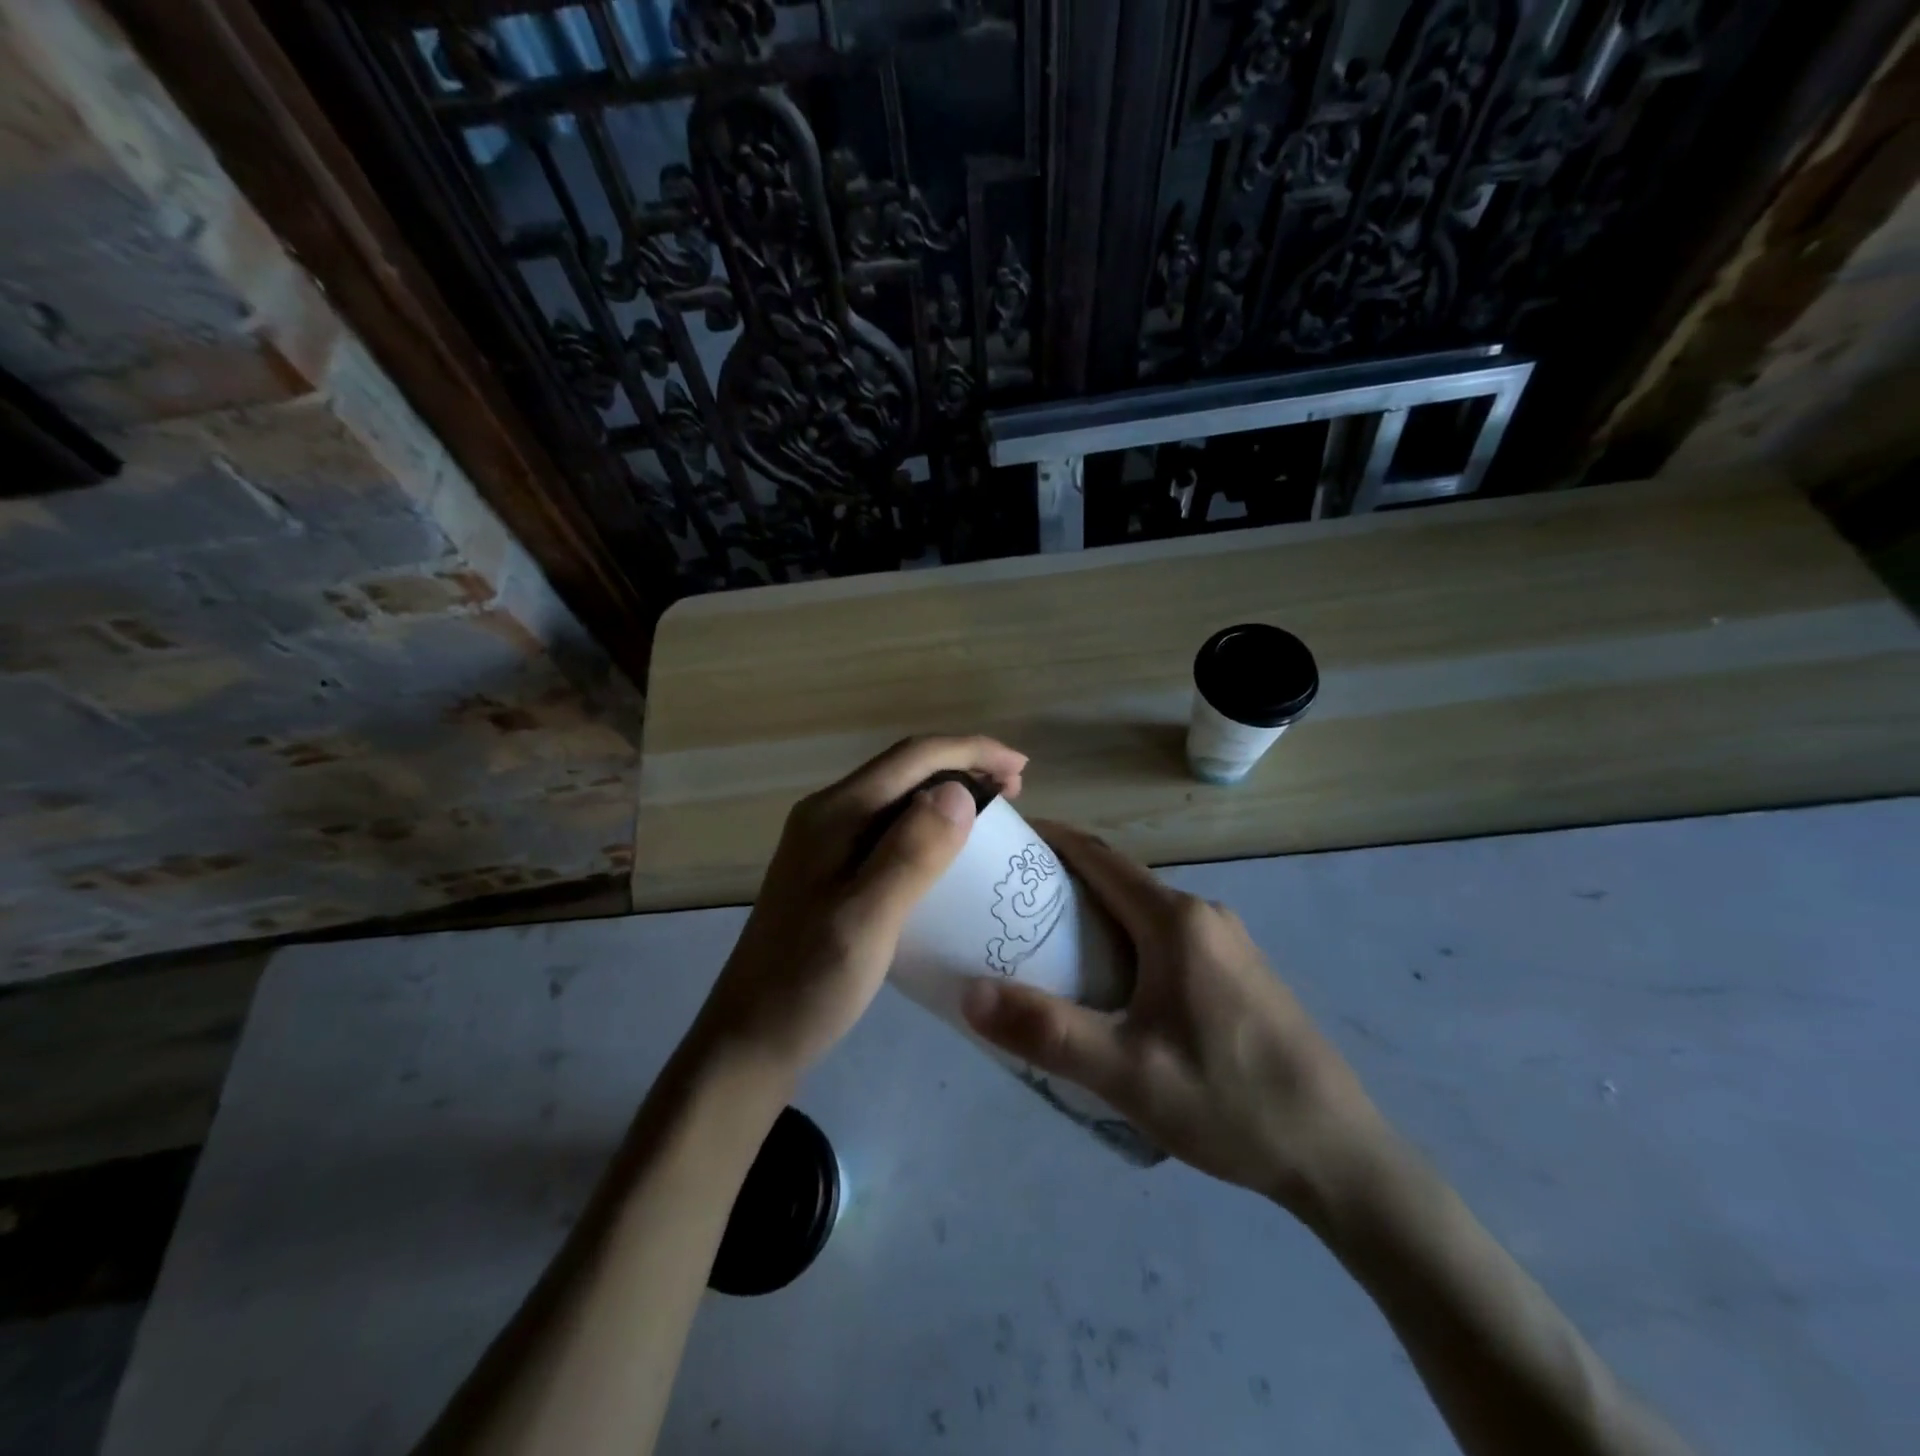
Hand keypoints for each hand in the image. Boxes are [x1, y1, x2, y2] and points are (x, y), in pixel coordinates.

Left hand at [695, 736, 1026, 1080]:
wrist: (750, 1039)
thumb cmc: (810, 983)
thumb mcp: (866, 920)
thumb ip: (910, 853)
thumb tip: (958, 791)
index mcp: (836, 813)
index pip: (913, 757)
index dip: (971, 751)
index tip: (1021, 768)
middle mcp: (828, 814)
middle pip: (905, 769)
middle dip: (963, 768)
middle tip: (1015, 793)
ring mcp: (826, 843)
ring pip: (898, 798)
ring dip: (948, 796)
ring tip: (992, 818)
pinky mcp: (831, 871)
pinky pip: (890, 829)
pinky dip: (929, 827)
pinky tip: (948, 855)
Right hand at [961, 823, 1383, 1222]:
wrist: (1339, 1155)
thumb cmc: (1230, 1103)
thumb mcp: (1128, 1075)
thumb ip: (1047, 1031)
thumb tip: (968, 993)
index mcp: (1176, 921)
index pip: (1099, 857)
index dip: (1051, 840)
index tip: (1005, 840)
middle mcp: (1203, 915)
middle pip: (1119, 880)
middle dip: (1062, 881)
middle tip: (1006, 905)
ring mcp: (1227, 943)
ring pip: (1144, 911)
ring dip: (1094, 914)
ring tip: (1043, 946)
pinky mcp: (1239, 972)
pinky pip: (1167, 936)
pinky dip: (1125, 939)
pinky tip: (1107, 986)